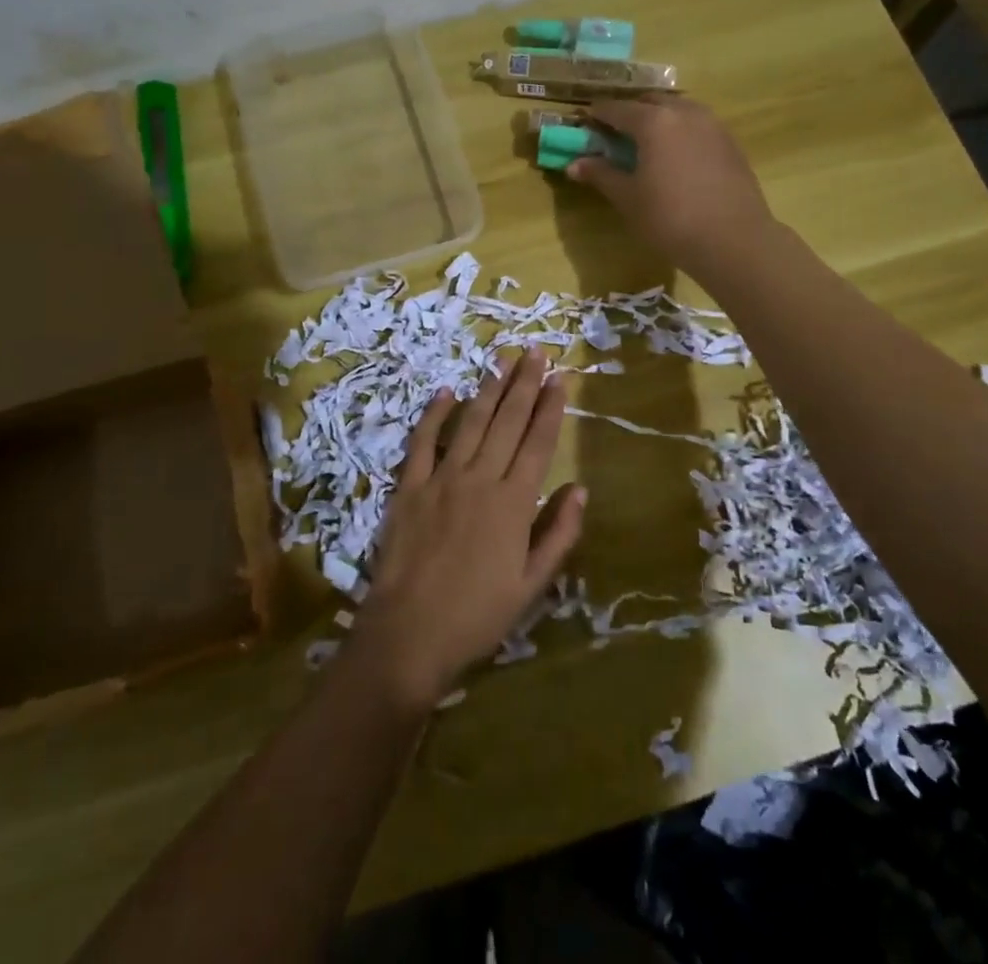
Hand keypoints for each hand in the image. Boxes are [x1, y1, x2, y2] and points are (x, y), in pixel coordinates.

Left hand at [345, 351, 586, 713]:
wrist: (409, 635)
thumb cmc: (477, 616)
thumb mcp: (532, 586)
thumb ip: (559, 535)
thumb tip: (580, 489)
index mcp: (513, 504)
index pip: (537, 443)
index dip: (550, 408)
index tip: (559, 378)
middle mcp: (480, 479)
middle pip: (507, 422)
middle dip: (524, 384)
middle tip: (535, 351)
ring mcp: (441, 479)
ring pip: (471, 423)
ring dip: (489, 389)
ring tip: (503, 360)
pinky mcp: (408, 486)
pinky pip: (423, 441)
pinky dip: (434, 414)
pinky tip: (446, 391)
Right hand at [566, 95, 776, 277]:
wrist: (733, 239)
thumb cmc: (670, 218)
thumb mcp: (628, 198)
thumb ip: (602, 175)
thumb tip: (574, 164)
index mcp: (654, 121)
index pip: (617, 109)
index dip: (598, 114)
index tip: (585, 122)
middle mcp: (684, 112)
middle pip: (650, 102)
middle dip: (629, 112)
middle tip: (614, 132)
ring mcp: (712, 125)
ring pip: (678, 109)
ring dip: (658, 117)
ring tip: (646, 141)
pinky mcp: (730, 142)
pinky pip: (697, 124)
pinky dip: (680, 130)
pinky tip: (675, 155)